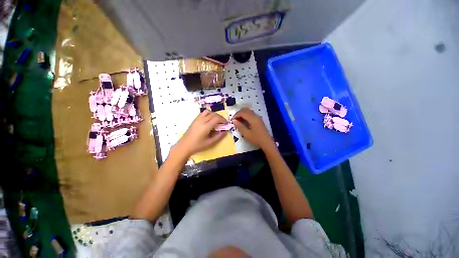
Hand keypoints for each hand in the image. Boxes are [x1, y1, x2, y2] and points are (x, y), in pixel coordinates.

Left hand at [175, 110, 226, 155]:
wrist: (184, 146)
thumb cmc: (197, 146)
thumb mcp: (210, 142)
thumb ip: (218, 136)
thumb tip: (225, 131)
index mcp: (205, 126)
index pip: (217, 118)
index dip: (223, 120)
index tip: (226, 123)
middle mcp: (201, 120)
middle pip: (213, 114)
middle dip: (220, 117)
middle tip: (223, 122)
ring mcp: (197, 119)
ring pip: (207, 111)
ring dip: (214, 114)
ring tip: (216, 120)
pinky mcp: (195, 120)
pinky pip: (203, 113)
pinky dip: (208, 114)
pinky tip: (209, 120)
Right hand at [231, 108, 274, 149]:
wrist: (267, 142)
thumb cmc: (256, 139)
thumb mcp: (246, 134)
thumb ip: (240, 126)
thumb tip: (233, 120)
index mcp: (252, 118)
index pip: (242, 112)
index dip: (236, 115)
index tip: (232, 120)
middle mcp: (255, 115)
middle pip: (245, 110)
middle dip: (238, 113)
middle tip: (234, 119)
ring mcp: (258, 117)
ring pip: (248, 111)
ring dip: (242, 113)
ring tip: (238, 120)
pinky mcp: (259, 119)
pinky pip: (251, 113)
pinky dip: (246, 115)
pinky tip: (244, 121)